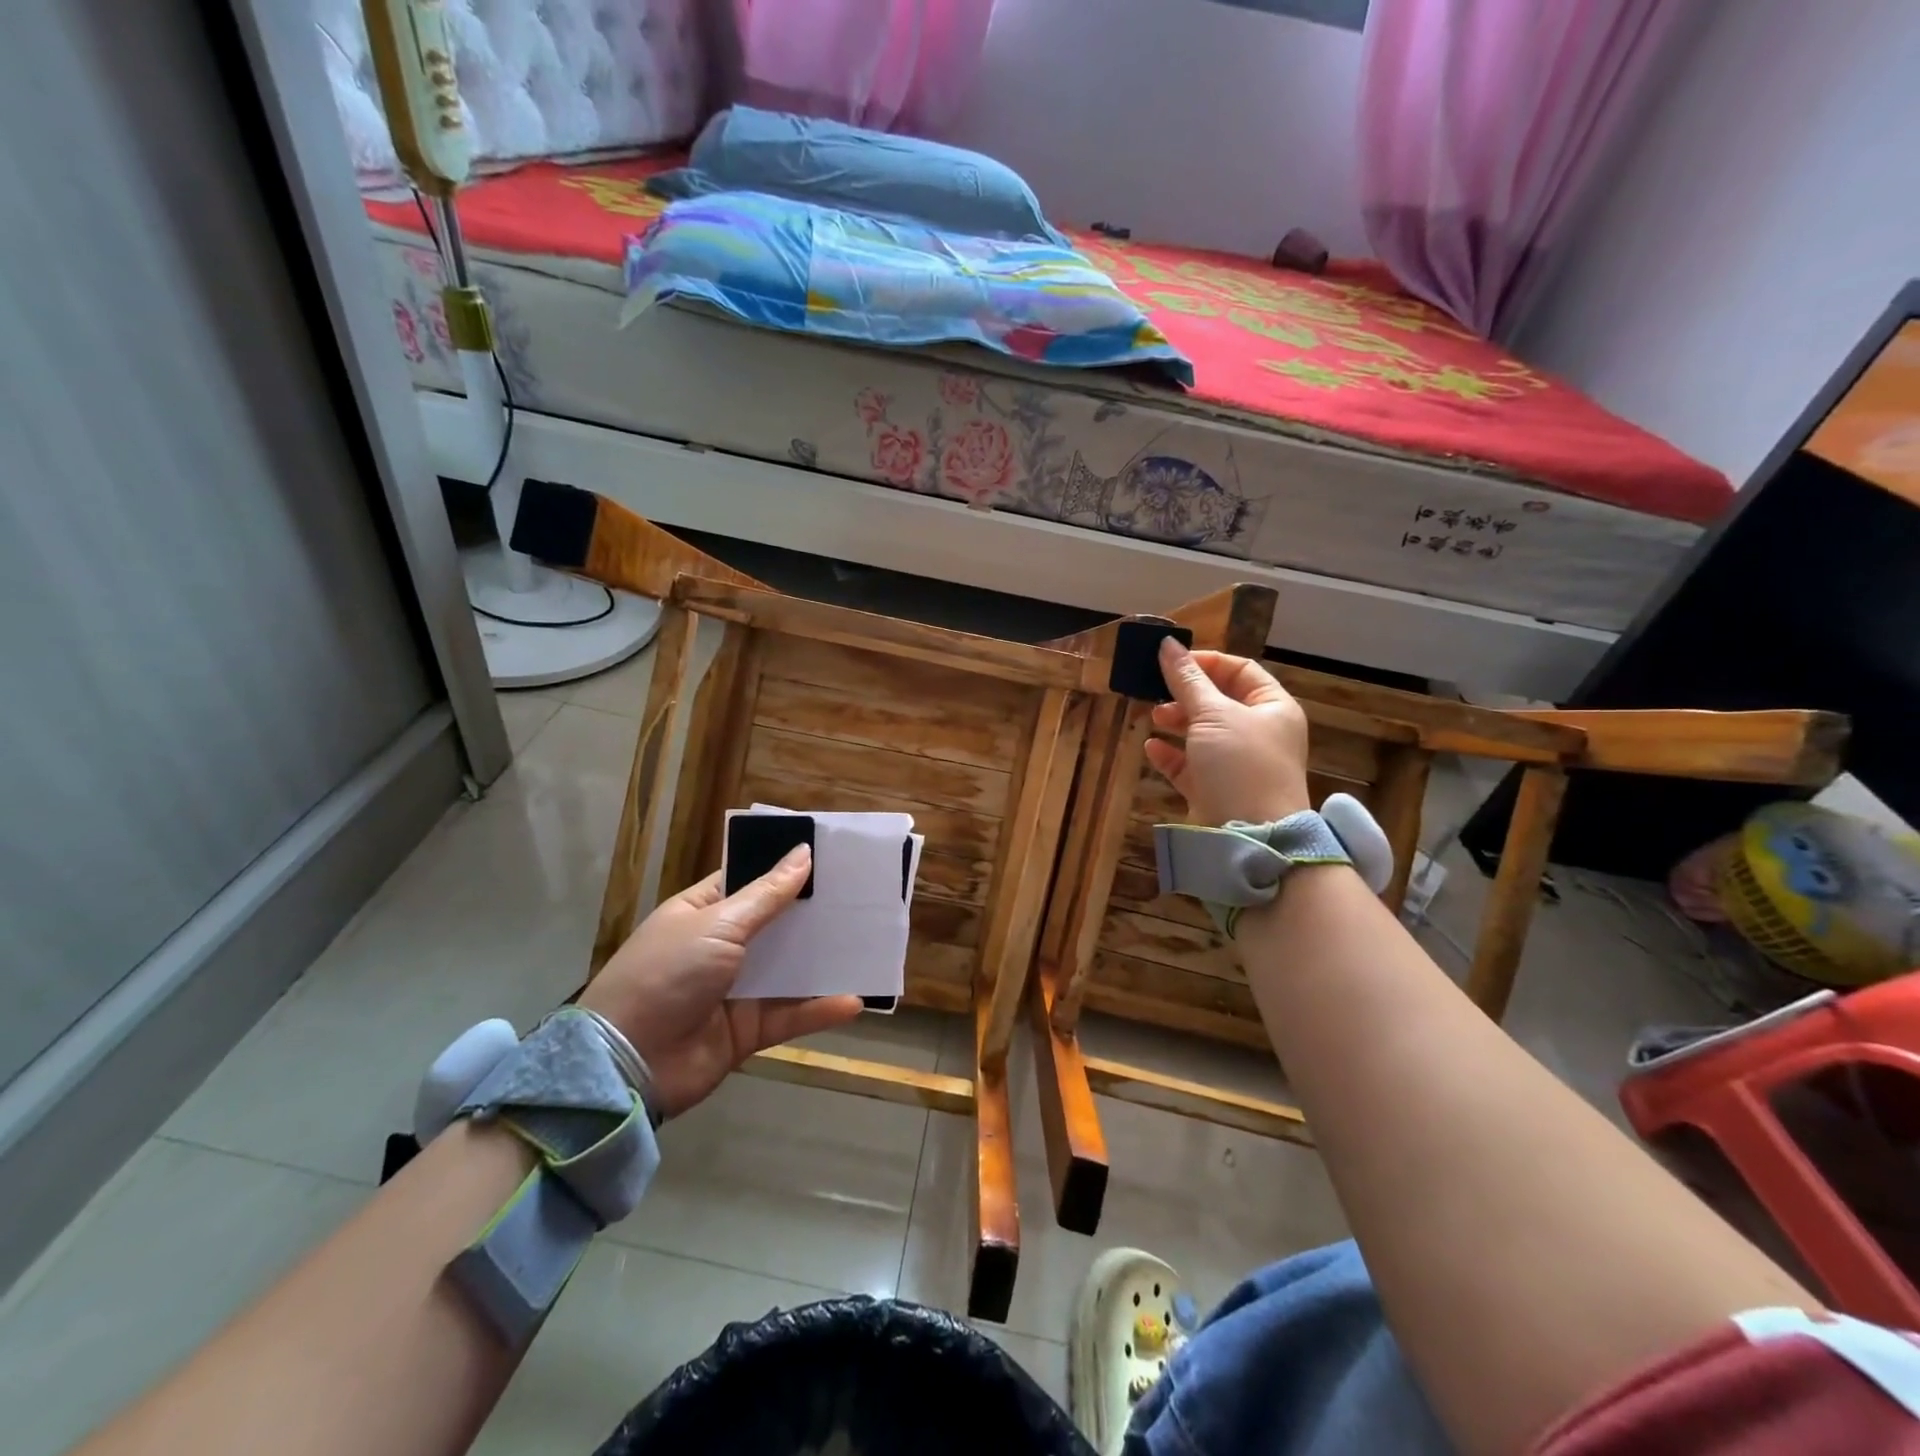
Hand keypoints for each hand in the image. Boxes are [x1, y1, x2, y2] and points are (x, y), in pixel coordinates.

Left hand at [577, 846, 859, 1117]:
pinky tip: (853, 1002)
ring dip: (822, 961)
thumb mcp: (718, 925)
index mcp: (702, 912)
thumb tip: (803, 853)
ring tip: (867, 944)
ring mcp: (734, 989)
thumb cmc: (668, 974)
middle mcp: (720, 947)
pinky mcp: (747, 1030)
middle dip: (813, 913)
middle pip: (775, 925)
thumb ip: (767, 895)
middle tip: (861, 896)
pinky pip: (789, 1016)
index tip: (829, 856)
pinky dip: (818, 1010)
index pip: (748, 880)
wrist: (627, 1065)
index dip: (785, 868)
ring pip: (788, 970)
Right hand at [1144, 638, 1311, 825]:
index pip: (1240, 670)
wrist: (1252, 836)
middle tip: (1156, 691)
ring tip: (1154, 717)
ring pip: (1202, 732)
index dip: (1207, 662)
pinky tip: (1152, 748)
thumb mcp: (1213, 714)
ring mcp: (1237, 764)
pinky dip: (1171, 754)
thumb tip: (1168, 644)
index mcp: (1273, 708)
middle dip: (1186, 694)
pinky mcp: (1216, 789)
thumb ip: (1187, 680)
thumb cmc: (1241, 765)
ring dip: (1176, 721)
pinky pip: (1190, 764)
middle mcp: (1258, 733)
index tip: (1172, 662)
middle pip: (1218, 701)